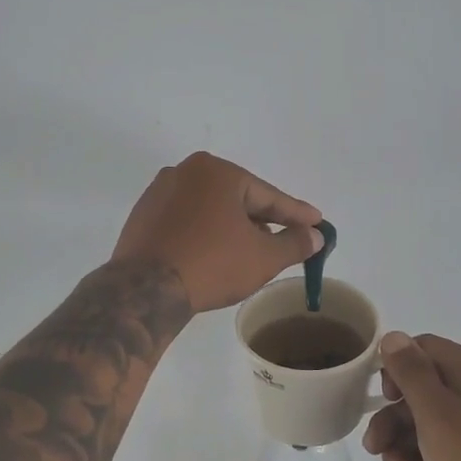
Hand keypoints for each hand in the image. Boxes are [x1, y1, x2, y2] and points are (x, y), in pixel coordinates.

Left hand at [111, 152, 322, 313]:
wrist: (145, 289)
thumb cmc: (212, 264)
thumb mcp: (263, 257)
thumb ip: (295, 243)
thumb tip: (316, 236)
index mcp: (217, 171)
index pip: (267, 195)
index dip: (296, 213)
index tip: (318, 222)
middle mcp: (186, 171)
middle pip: (237, 198)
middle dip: (262, 220)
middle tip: (285, 240)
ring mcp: (159, 192)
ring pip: (210, 209)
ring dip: (232, 227)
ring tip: (250, 251)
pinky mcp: (143, 215)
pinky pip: (186, 220)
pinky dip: (205, 232)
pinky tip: (214, 253)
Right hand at [362, 332, 460, 460]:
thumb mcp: (437, 415)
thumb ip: (411, 374)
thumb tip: (393, 337)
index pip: (424, 348)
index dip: (396, 368)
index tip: (382, 399)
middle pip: (423, 389)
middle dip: (393, 418)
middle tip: (374, 448)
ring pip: (431, 422)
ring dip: (404, 444)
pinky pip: (448, 446)